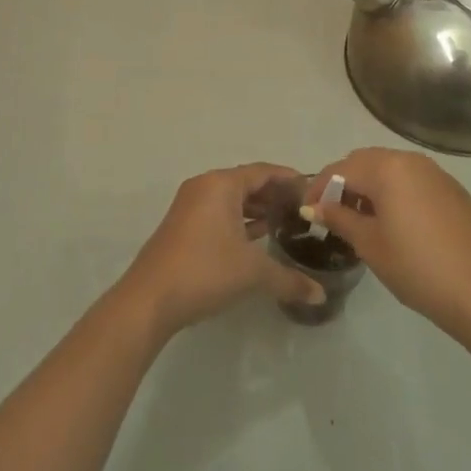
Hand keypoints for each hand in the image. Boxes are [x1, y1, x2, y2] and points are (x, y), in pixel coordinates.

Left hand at [118, 163, 325, 339]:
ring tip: (285, 223)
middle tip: (302, 209)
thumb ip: (289, 279)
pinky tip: (256, 238)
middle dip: (273, 194)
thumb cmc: (205, 271)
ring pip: (230, 199)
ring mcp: (190, 206)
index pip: (262, 171)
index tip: (312, 188)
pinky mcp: (183, 226)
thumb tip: (320, 295)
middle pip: (246, 182)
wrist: (150, 299)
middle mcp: (204, 187)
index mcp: (221, 184)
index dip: (288, 178)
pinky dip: (239, 220)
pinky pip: (218, 213)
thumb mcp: (253, 273)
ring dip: (256, 209)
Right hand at [304, 147, 470, 343]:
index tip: (307, 209)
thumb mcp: (369, 244)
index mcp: (387, 168)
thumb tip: (314, 207)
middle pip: (366, 162)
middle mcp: (411, 160)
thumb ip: (338, 218)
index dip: (318, 187)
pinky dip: (397, 192)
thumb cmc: (415, 267)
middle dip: (345, 183)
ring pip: (391, 169)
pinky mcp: (453, 190)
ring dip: (371, 186)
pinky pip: (414, 180)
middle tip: (332, 213)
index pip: (341, 169)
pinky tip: (396, 222)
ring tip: (362, 219)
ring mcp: (436, 173)